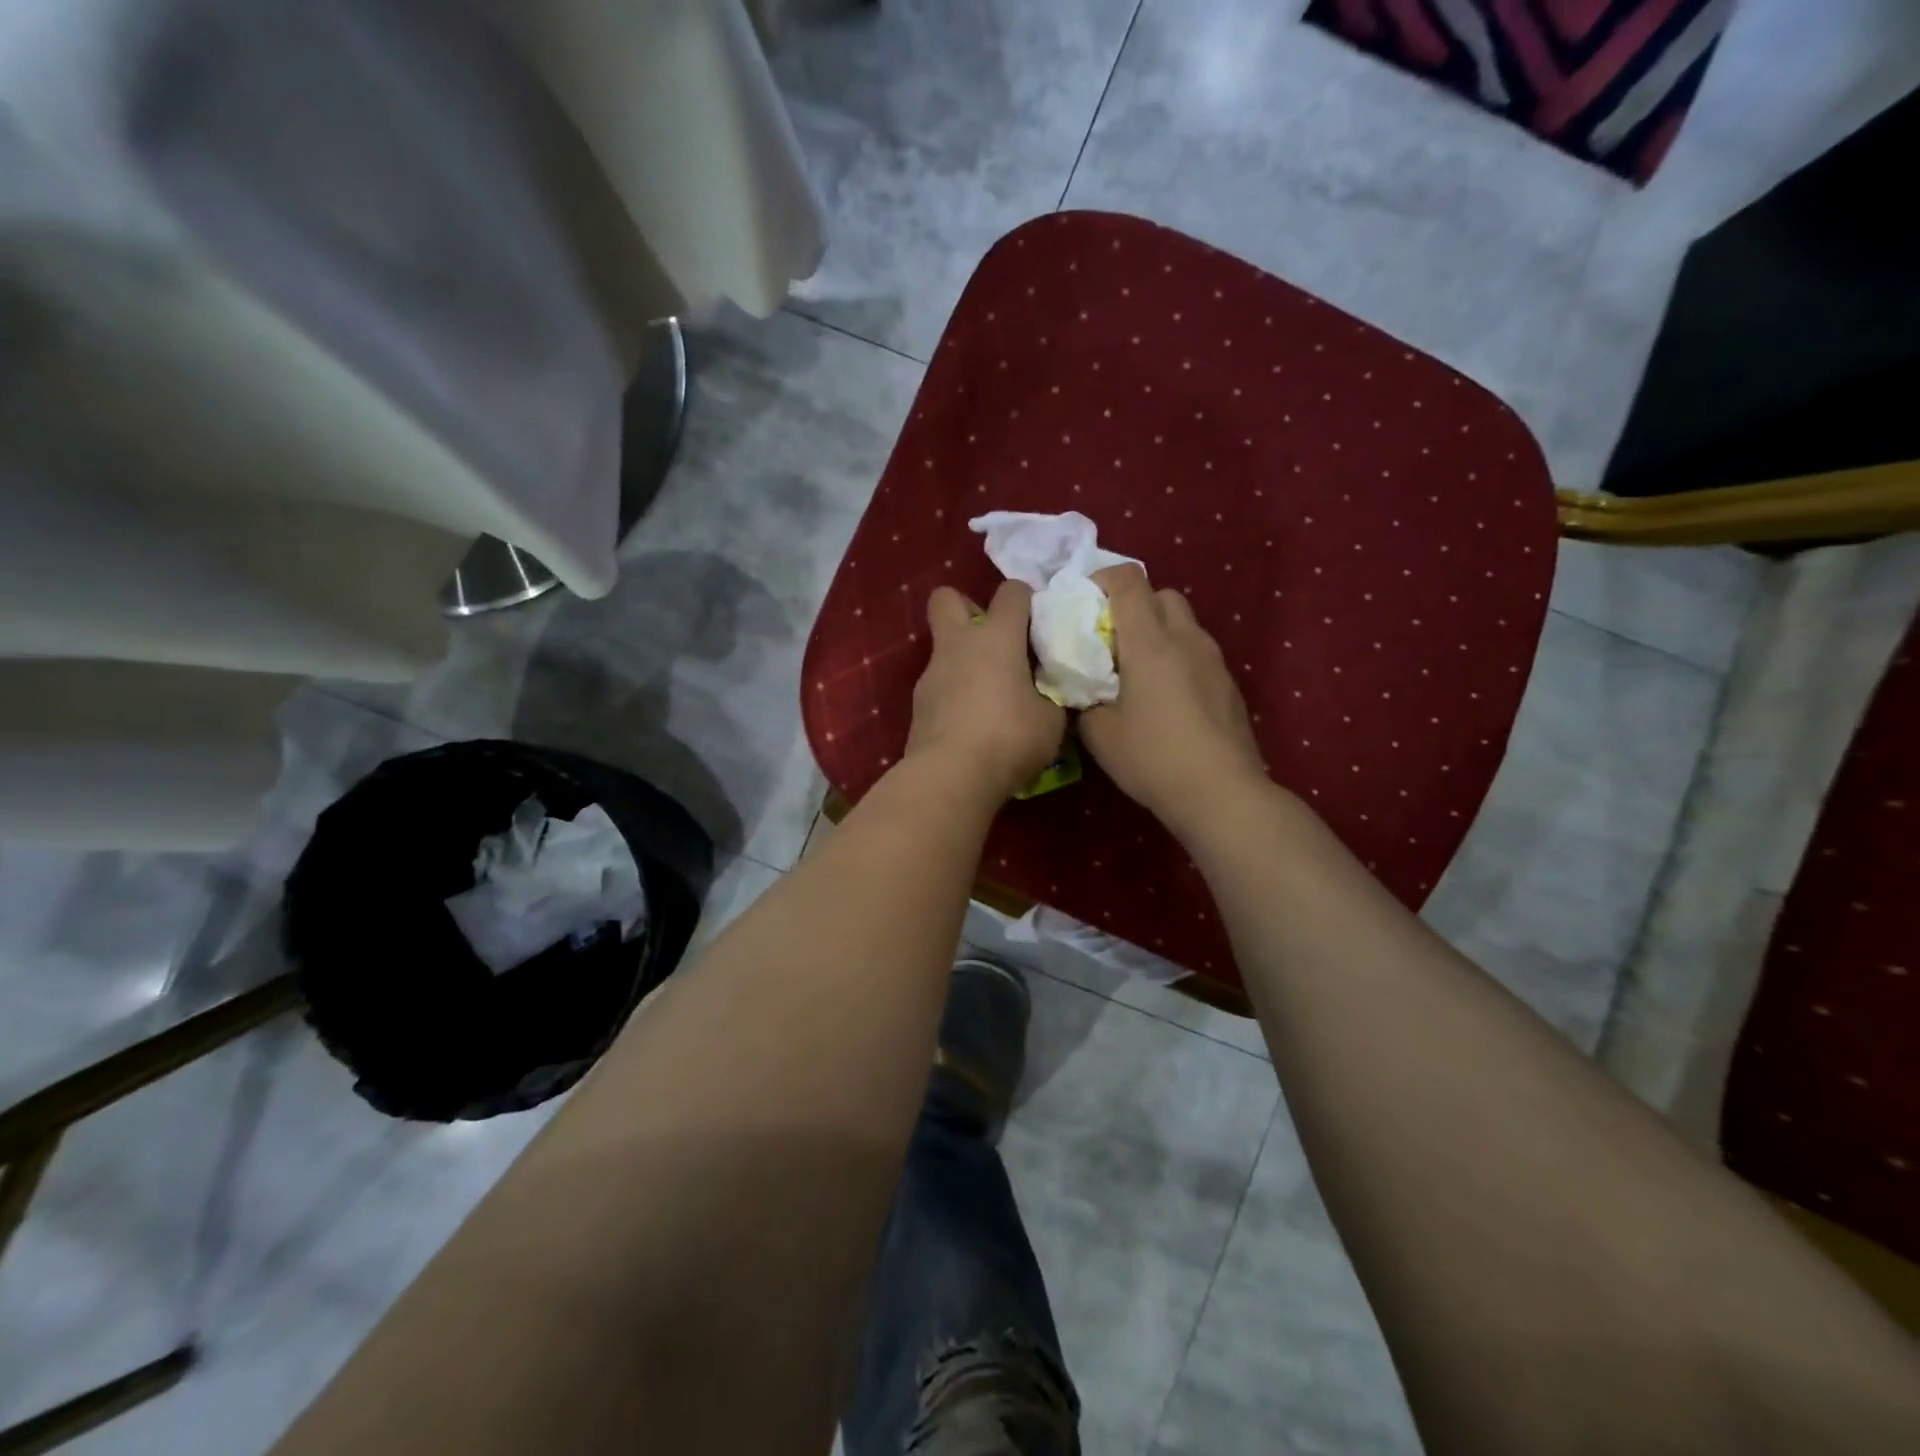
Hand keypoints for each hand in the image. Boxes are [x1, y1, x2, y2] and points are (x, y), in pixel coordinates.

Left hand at [905, 581, 1066, 801]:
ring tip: (989, 695)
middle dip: (969, 608)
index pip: (1012, 592)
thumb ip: (1051, 694)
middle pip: (948, 598)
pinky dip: (955, 693)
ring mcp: (931, 674)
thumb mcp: (1051, 720)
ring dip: (964, 660)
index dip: (1027, 601)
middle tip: (994, 640)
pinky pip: (939, 685)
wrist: (950, 776)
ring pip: (944, 648)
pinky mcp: (918, 705)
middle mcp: (958, 645)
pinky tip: (972, 723)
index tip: (1039, 628)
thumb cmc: (1009, 738)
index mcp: (996, 637)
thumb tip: (1048, 690)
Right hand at [1078, 565, 1268, 840]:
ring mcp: (1213, 660)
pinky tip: (1166, 697)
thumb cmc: (1153, 758)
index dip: (1102, 580)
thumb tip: (1084, 686)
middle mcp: (1186, 639)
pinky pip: (1197, 650)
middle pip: (1162, 594)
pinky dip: (1176, 656)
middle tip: (1110, 640)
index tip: (1083, 604)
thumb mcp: (1099, 733)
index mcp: (1150, 643)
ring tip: (1137, 670)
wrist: (1221, 793)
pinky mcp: (1228, 682)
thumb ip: (1084, 698)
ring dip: (1158, 631)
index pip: (1129, 581)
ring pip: (1183, 622)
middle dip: (1133, 605)